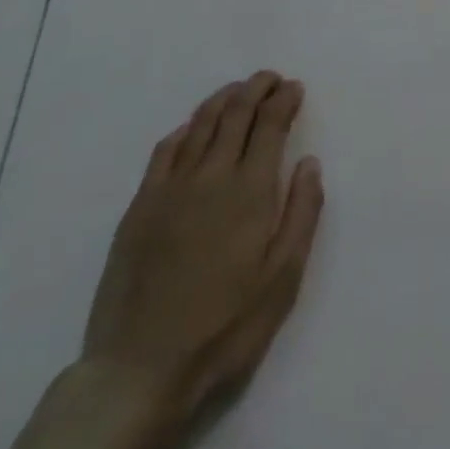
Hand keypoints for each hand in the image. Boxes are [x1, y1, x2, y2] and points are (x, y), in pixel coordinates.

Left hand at [81, 71, 323, 436]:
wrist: (139, 370)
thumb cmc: (225, 326)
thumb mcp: (283, 277)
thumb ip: (302, 213)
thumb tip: (310, 163)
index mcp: (250, 190)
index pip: (270, 125)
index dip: (284, 100)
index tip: (294, 87)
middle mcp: (211, 176)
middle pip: (235, 114)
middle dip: (256, 89)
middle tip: (270, 78)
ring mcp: (170, 190)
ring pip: (199, 125)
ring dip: (222, 100)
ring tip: (238, 90)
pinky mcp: (139, 209)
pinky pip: (164, 152)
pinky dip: (184, 130)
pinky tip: (191, 129)